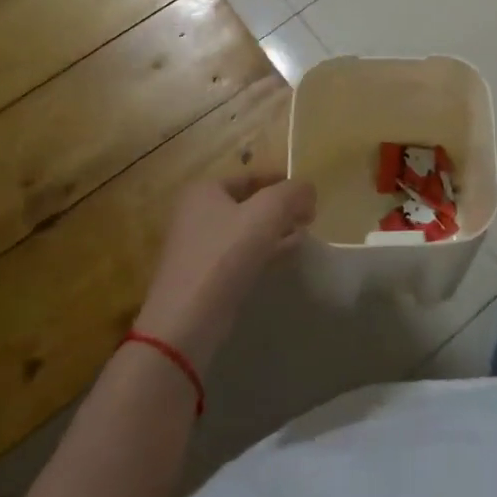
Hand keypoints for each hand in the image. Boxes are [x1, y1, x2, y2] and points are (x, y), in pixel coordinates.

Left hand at [134, 176, 315, 365]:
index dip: (282, 182)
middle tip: (309, 217)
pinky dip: (264, 250)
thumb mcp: (267, 213)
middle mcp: (196, 213)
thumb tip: (308, 189)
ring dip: (276, 230)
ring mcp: (199, 246)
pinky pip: (240, 254)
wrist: (187, 320)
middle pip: (249, 203)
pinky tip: (286, 256)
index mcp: (204, 190)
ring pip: (247, 230)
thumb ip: (292, 193)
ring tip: (303, 236)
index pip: (251, 176)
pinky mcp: (205, 275)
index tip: (308, 194)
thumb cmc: (225, 255)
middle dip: (281, 209)